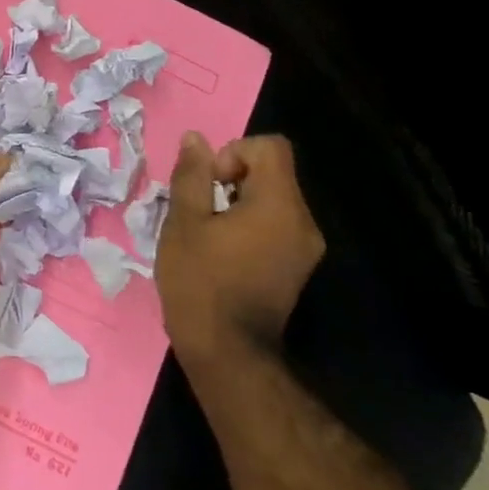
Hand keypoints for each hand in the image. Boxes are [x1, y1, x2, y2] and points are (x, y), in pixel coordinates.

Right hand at [156, 131, 324, 363]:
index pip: (270, 147)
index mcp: (279, 205)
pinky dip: (248, 226)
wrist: (227, 349)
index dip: (233, 153)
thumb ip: (191, 176)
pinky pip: (275, 226)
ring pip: (271, 200)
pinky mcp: (297, 266)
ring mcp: (305, 247)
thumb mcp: (183, 223)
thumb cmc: (199, 281)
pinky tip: (221, 254)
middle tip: (199, 212)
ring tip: (206, 235)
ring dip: (237, 204)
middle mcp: (303, 221)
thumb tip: (196, 139)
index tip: (208, 185)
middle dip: (230, 180)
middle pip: (272, 173)